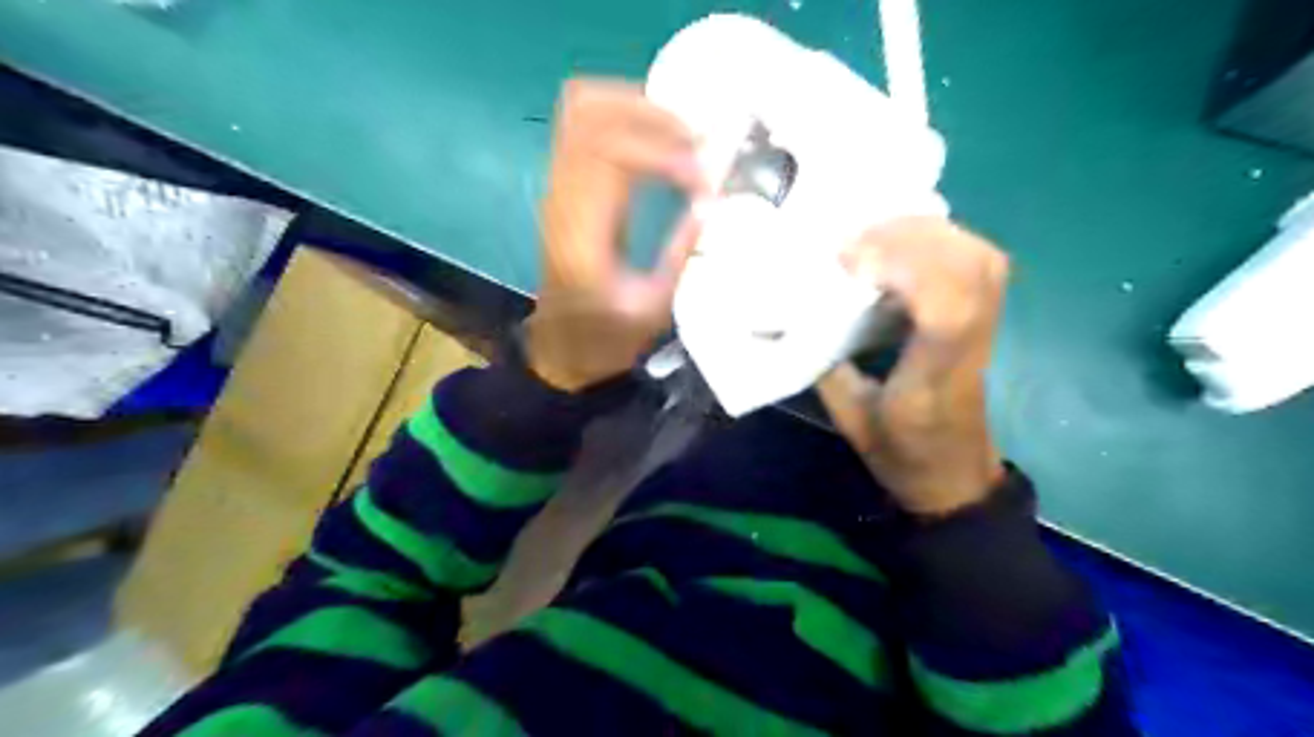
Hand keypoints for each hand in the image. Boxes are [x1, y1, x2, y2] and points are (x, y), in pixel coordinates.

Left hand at [524, 78, 708, 394]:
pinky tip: (656, 139)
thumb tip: (709, 204)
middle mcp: (562, 199)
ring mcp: (557, 189)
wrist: (563, 348)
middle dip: (651, 116)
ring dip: (634, 108)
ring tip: (679, 133)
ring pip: (582, 110)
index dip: (664, 154)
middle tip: (697, 140)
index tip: (702, 179)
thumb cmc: (607, 336)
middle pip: (591, 115)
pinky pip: (583, 127)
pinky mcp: (563, 188)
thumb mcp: (653, 308)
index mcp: (582, 234)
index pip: (612, 155)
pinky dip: (622, 118)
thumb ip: (680, 252)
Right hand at [819, 219, 1007, 515]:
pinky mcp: (985, 319)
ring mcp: (986, 329)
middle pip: (971, 267)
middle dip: (910, 238)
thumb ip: (826, 366)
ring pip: (982, 258)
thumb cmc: (901, 455)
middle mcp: (969, 345)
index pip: (945, 308)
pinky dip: (944, 241)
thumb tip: (795, 316)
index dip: (903, 267)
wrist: (955, 479)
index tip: (849, 260)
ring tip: (877, 237)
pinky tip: (906, 246)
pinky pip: (980, 263)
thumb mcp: (849, 418)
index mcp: (933, 378)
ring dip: (928, 233)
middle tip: (854, 243)